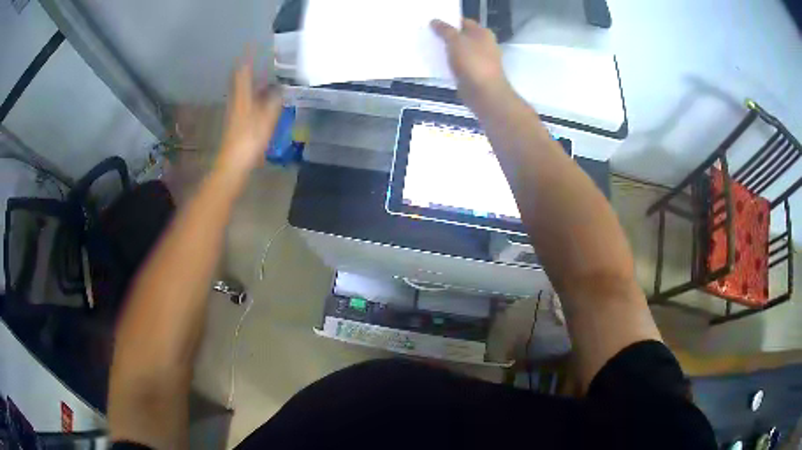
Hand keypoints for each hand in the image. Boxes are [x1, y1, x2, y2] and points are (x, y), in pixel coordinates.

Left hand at [216, 56, 282, 176]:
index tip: (252, 45)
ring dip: (254, 83)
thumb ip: (274, 102)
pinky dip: (256, 96)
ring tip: (269, 78)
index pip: (242, 72)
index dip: (247, 58)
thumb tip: (281, 88)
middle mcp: (237, 101)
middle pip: (241, 81)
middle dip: (250, 69)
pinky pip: (247, 102)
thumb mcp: (265, 120)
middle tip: (262, 60)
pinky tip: (266, 100)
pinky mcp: (237, 123)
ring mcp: (236, 112)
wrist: (232, 165)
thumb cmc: (248, 141)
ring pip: (244, 92)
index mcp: (242, 97)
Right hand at [431, 19, 510, 106]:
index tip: (432, 23)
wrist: (484, 92)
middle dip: (446, 36)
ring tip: (429, 48)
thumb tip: (435, 21)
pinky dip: (450, 64)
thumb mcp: (455, 40)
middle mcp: (483, 44)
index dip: (448, 21)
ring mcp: (480, 60)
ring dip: (447, 51)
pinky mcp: (474, 74)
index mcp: (482, 33)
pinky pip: (459, 65)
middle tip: (427, 35)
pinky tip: (437, 64)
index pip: (463, 22)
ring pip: (459, 51)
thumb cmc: (472, 62)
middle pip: (461, 36)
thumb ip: (444, 30)